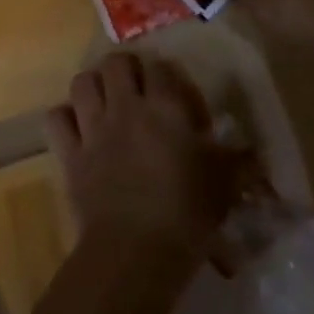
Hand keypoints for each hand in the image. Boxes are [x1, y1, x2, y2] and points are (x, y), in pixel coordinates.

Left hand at [47, 54, 240, 267]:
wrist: (135, 252)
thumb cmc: (187, 213)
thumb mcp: (224, 185)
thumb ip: (239, 162)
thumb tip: (255, 153)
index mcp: (165, 108)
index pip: (162, 68)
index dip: (169, 77)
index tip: (179, 99)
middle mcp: (126, 107)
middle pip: (116, 62)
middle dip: (126, 69)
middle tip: (138, 90)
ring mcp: (94, 128)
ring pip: (82, 82)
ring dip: (93, 86)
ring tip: (105, 100)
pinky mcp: (70, 153)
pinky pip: (57, 119)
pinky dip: (65, 118)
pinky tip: (78, 128)